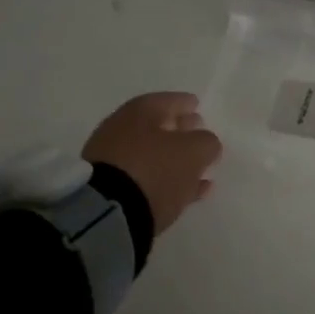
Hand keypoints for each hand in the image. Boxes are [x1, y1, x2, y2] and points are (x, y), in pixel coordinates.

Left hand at [82, 92, 221, 234]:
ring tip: (199, 171)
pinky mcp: (110, 190)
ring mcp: (113, 160)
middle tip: (198, 136)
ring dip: (174, 160)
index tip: (198, 107)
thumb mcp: (194, 152)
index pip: (168, 100)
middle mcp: (122, 130)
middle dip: (179, 131)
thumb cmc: (155, 169)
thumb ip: (206, 143)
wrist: (108, 213)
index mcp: (140, 111)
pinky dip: (165, 181)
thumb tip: (206, 143)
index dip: (185, 103)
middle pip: (157, 126)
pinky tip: (187, 192)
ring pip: (151, 155)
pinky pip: (145, 179)